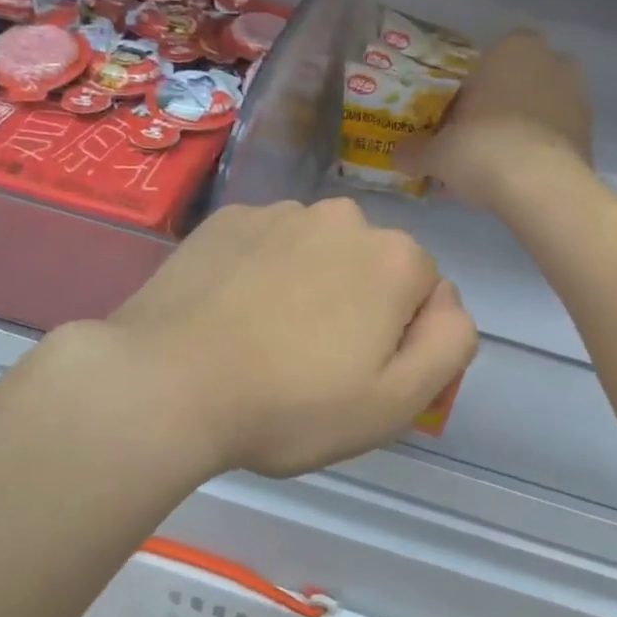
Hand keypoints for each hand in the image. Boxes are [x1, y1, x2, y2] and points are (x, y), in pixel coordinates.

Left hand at [99, 200, 476, 478]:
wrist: (165, 384)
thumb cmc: (291, 404)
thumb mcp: (396, 401)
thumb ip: (450, 344)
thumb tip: (448, 303)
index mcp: (394, 258)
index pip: (426, 293)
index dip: (401, 339)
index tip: (361, 376)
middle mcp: (344, 217)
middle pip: (372, 266)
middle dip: (359, 306)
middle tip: (314, 363)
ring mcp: (280, 212)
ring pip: (319, 252)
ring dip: (310, 286)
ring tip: (267, 340)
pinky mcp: (227, 219)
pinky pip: (267, 245)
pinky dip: (262, 272)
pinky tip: (232, 313)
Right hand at [398, 31, 592, 208]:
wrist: (539, 187)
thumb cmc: (481, 149)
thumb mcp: (436, 153)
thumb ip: (415, 151)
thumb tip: (398, 155)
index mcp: (513, 48)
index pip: (488, 59)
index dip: (470, 90)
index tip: (457, 119)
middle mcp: (552, 61)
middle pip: (517, 83)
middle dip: (500, 107)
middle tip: (475, 141)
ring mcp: (578, 96)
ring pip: (540, 109)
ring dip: (521, 129)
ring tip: (496, 165)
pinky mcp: (591, 133)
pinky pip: (556, 136)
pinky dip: (540, 150)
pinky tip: (519, 178)